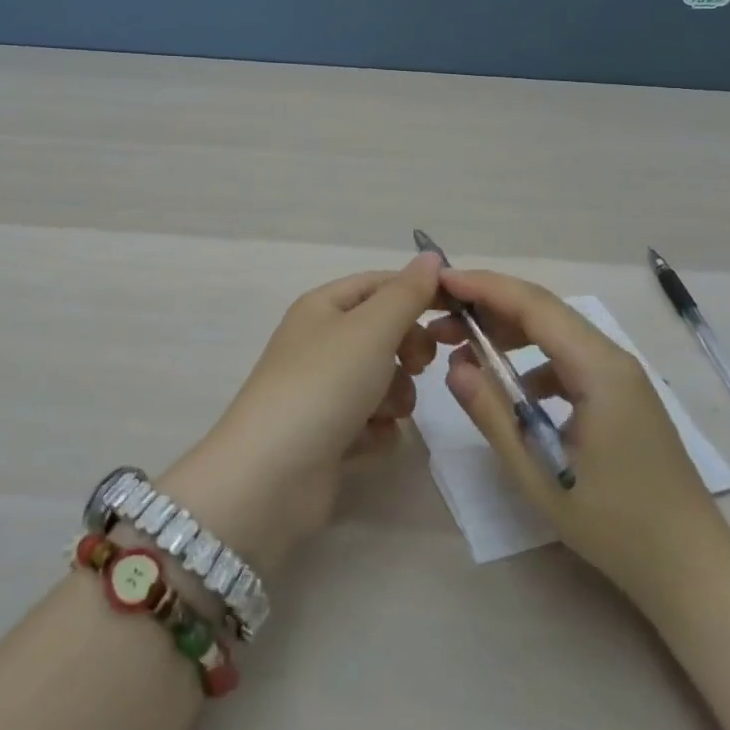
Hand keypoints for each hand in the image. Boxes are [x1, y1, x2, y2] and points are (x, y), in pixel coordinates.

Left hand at [161, 254, 443, 571]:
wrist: (272, 474)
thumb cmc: (325, 384)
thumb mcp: (372, 328)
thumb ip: (407, 292)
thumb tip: (431, 255)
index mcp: (323, 307)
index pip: (380, 284)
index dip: (418, 292)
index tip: (456, 312)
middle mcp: (320, 343)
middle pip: (383, 333)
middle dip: (408, 349)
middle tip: (419, 365)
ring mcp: (322, 390)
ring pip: (382, 379)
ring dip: (396, 394)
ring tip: (384, 411)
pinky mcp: (327, 433)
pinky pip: (371, 420)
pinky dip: (378, 428)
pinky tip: (369, 438)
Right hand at [434, 269, 729, 599]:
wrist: (692, 569)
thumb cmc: (616, 524)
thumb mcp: (539, 472)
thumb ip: (493, 414)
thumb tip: (453, 367)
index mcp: (599, 369)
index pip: (533, 305)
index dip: (484, 287)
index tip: (440, 280)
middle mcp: (612, 359)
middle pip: (544, 312)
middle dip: (489, 307)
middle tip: (440, 320)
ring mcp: (620, 377)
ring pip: (555, 334)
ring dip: (508, 333)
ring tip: (463, 349)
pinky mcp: (620, 396)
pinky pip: (568, 361)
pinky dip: (531, 361)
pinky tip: (510, 389)